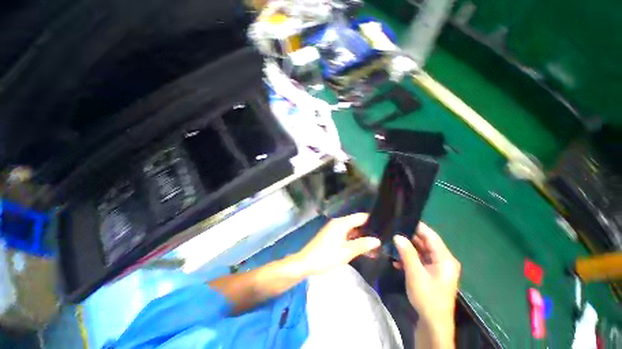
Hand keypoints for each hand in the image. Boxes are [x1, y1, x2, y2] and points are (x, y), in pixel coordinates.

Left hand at [294, 213, 380, 276]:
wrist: (305, 263)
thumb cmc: (326, 256)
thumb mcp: (346, 252)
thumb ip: (362, 245)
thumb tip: (377, 240)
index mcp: (341, 223)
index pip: (361, 217)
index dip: (372, 221)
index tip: (384, 227)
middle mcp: (338, 223)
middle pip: (357, 223)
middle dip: (369, 231)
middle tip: (383, 240)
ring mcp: (334, 229)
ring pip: (352, 231)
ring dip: (362, 238)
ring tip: (377, 247)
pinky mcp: (332, 236)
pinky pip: (346, 236)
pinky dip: (354, 241)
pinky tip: (364, 250)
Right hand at [393, 223, 460, 347]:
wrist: (433, 323)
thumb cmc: (428, 298)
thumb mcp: (415, 274)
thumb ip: (407, 253)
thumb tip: (397, 235)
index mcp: (444, 258)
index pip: (431, 236)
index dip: (418, 226)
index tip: (402, 219)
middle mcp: (442, 260)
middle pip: (425, 243)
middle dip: (409, 237)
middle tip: (393, 230)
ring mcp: (436, 267)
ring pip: (420, 251)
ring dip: (407, 248)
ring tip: (391, 242)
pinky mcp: (430, 273)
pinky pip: (419, 260)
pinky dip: (409, 258)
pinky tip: (396, 260)